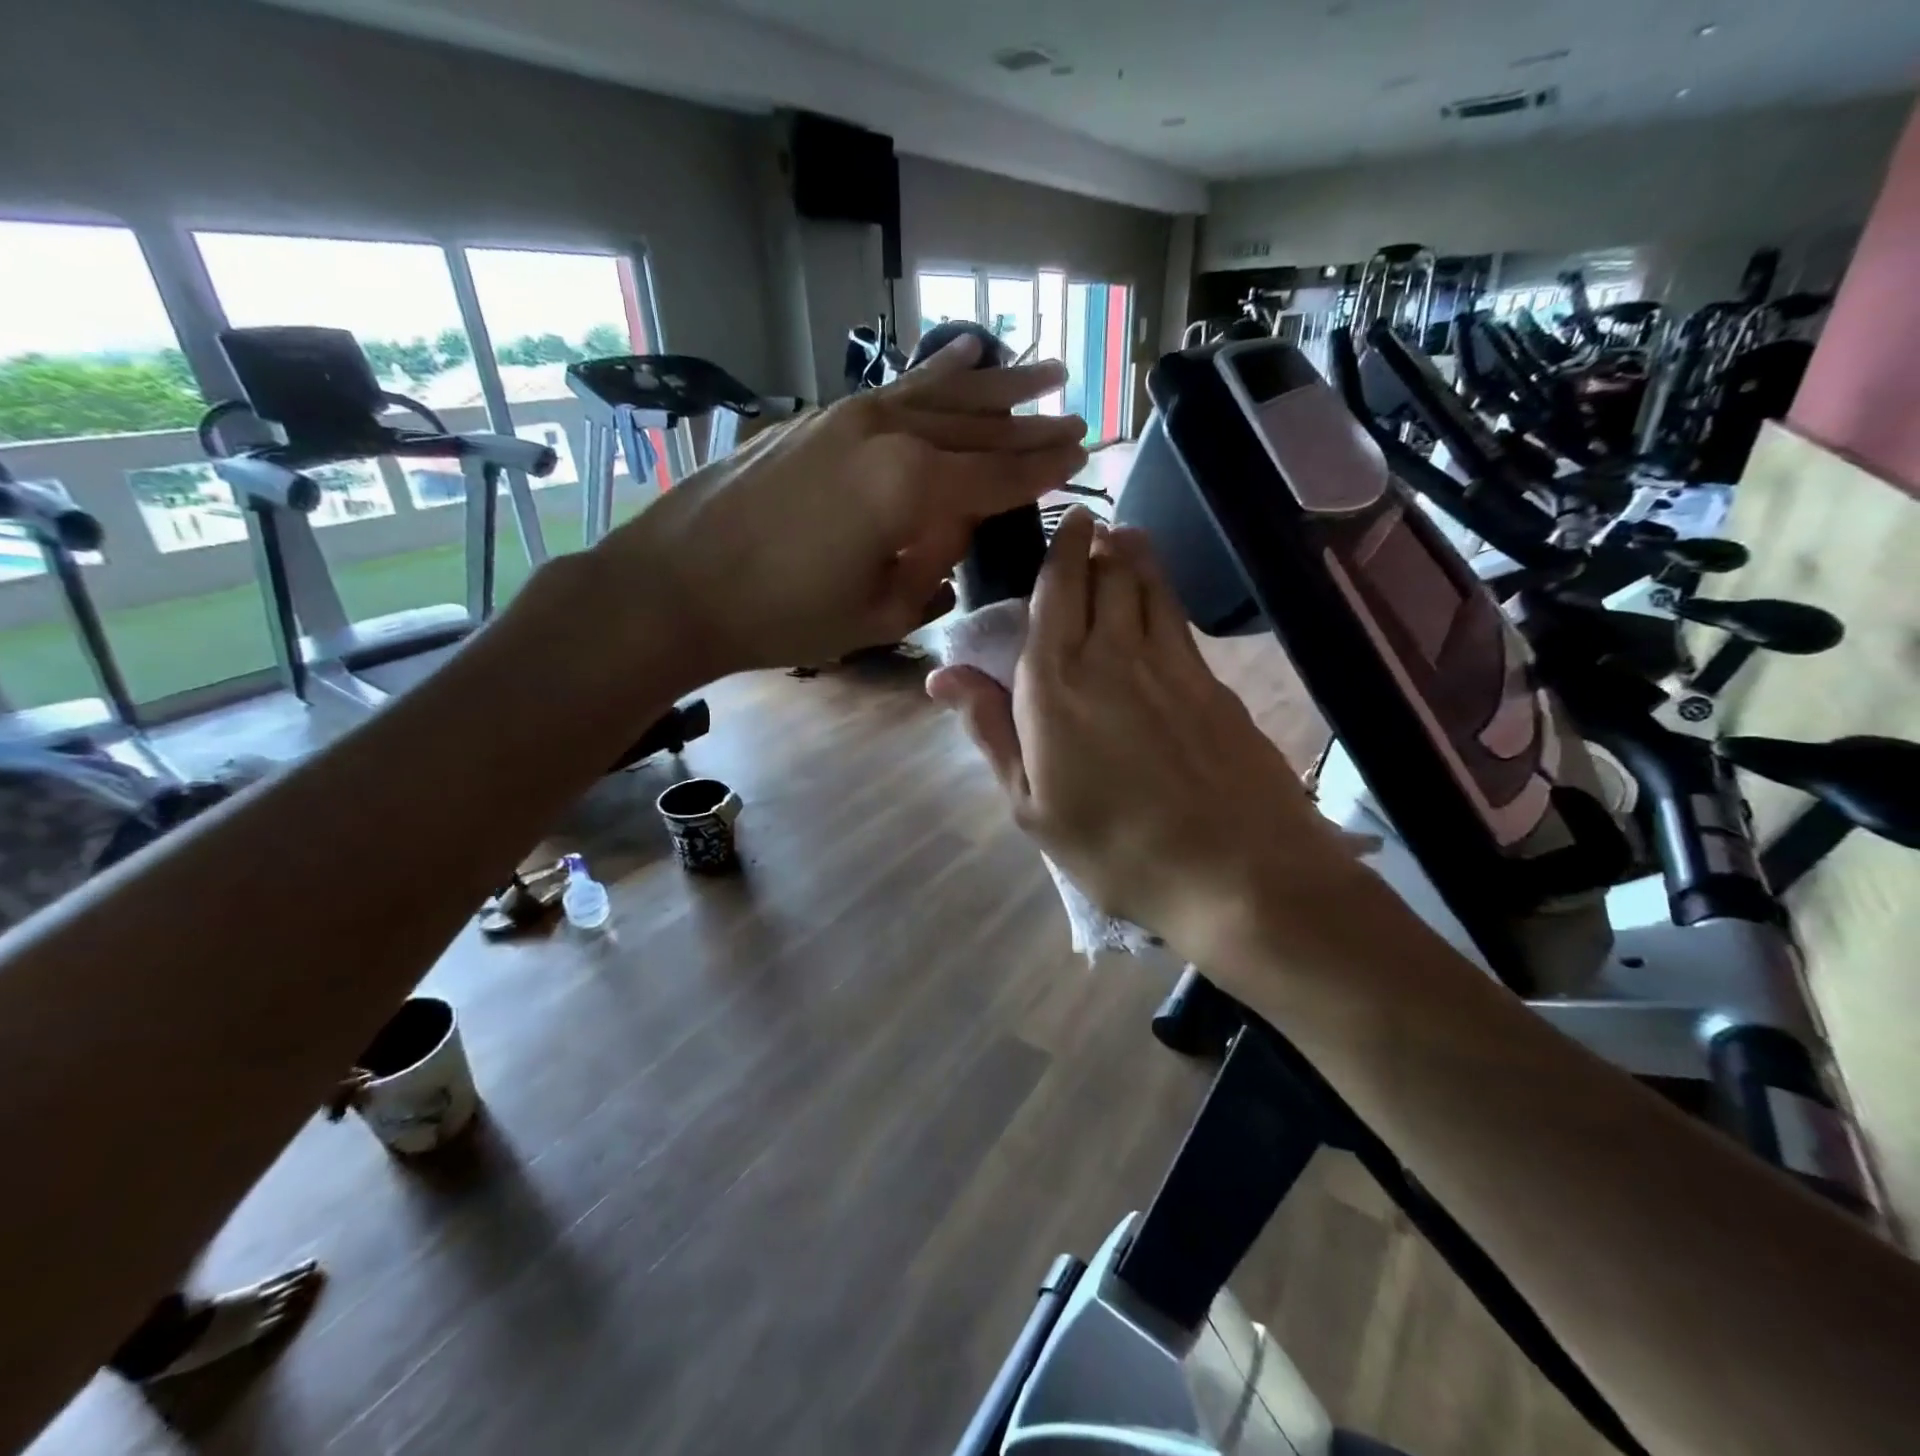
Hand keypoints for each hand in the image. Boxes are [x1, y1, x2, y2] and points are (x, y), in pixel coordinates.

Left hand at [600, 334, 1086, 678]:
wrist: (677, 585)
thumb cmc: (782, 616)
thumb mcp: (878, 612)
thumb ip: (931, 567)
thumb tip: (950, 532)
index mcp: (910, 487)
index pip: (996, 474)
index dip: (1042, 469)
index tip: (1083, 456)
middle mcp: (887, 434)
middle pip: (976, 427)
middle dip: (1030, 425)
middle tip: (1076, 417)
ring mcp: (848, 416)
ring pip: (940, 395)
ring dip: (996, 386)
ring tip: (1043, 371)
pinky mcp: (818, 417)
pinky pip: (894, 390)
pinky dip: (934, 374)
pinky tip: (963, 353)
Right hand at [927, 509, 1373, 966]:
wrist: (1235, 870)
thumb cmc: (1115, 848)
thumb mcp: (1031, 804)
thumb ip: (990, 729)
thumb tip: (941, 674)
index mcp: (1054, 683)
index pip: (1053, 592)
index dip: (1058, 550)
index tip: (1063, 524)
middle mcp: (1111, 653)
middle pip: (1103, 574)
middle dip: (1093, 543)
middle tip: (1087, 530)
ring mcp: (1170, 662)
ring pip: (1147, 584)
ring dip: (1131, 554)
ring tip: (1122, 538)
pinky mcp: (1213, 680)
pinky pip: (1178, 617)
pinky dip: (1162, 592)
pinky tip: (1159, 598)